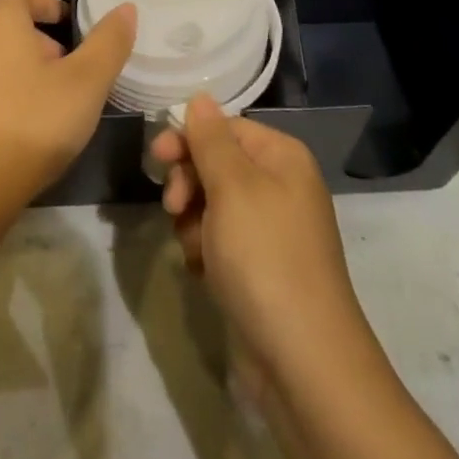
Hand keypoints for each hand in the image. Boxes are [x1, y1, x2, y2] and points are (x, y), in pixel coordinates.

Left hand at [0, 0, 135, 216]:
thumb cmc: (29, 124)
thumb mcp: (86, 84)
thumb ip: (108, 44)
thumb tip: (126, 8)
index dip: (45, 3)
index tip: (68, 25)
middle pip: (2, 26)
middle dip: (36, 41)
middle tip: (66, 69)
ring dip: (17, 71)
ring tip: (47, 105)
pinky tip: (17, 133)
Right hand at [151, 96, 371, 383]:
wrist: (302, 361)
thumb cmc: (264, 258)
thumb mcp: (232, 188)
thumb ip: (210, 139)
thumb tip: (200, 97)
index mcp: (282, 158)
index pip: (225, 127)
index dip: (188, 139)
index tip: (156, 159)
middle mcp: (281, 186)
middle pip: (216, 164)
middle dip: (189, 184)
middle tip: (174, 207)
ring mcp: (271, 230)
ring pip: (211, 204)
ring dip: (192, 222)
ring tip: (195, 250)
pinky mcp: (260, 267)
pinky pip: (219, 241)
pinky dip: (205, 251)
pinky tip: (203, 272)